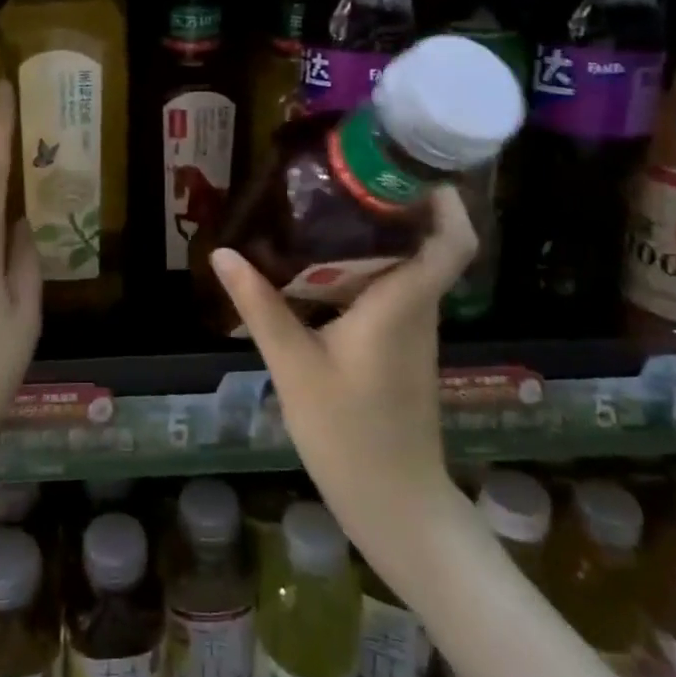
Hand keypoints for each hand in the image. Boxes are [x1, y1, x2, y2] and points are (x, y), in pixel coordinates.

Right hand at [210, 188, 477, 589]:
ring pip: (405, 267)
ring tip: (324, 209)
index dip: (445, 202)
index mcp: (401, 304)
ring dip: (375, 236)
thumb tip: (223, 253)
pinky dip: (364, 269)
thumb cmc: (350, 435)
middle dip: (393, 205)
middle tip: (344, 175)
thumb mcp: (294, 367)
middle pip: (424, 243)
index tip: (410, 169)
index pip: (452, 243)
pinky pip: (390, 291)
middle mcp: (417, 309)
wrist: (396, 507)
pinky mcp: (402, 349)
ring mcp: (413, 331)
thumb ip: (260, 306)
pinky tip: (321, 268)